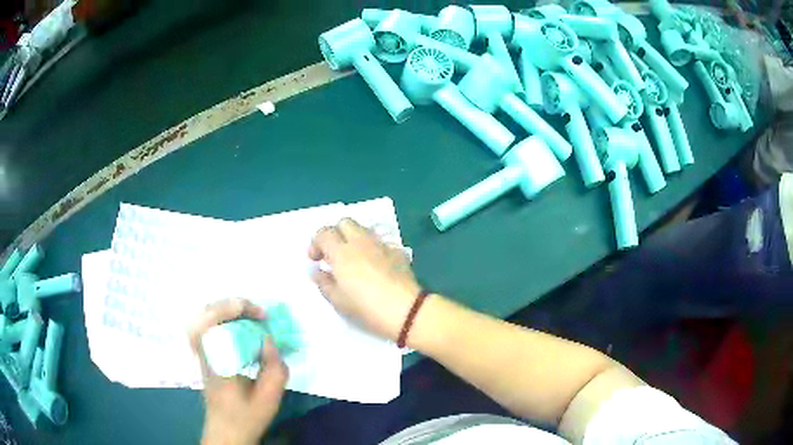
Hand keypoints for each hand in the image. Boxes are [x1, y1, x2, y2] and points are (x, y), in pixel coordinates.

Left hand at [189, 298, 288, 444]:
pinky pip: (207, 325)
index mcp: (217, 363)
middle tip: (258, 313)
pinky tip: (238, 324)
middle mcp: (204, 352)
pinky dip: (222, 317)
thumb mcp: (270, 399)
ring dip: (227, 309)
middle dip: (233, 305)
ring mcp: (200, 352)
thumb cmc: (247, 416)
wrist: (226, 431)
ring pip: (204, 316)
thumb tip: (269, 339)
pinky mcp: (203, 354)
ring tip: (250, 314)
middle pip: (206, 313)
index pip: (212, 323)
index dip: (234, 309)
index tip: (262, 316)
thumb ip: (275, 369)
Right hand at [309, 218, 420, 340]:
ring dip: (353, 239)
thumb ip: (324, 282)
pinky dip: (372, 249)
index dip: (316, 243)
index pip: (324, 233)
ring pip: (363, 230)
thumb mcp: (338, 300)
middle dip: (335, 234)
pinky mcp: (397, 252)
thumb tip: (317, 271)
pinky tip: (374, 266)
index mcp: (342, 252)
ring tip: (352, 259)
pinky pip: (380, 243)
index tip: (315, 259)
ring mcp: (381, 245)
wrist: (406, 310)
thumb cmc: (366, 307)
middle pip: (345, 223)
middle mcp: (361, 242)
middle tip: (332, 254)